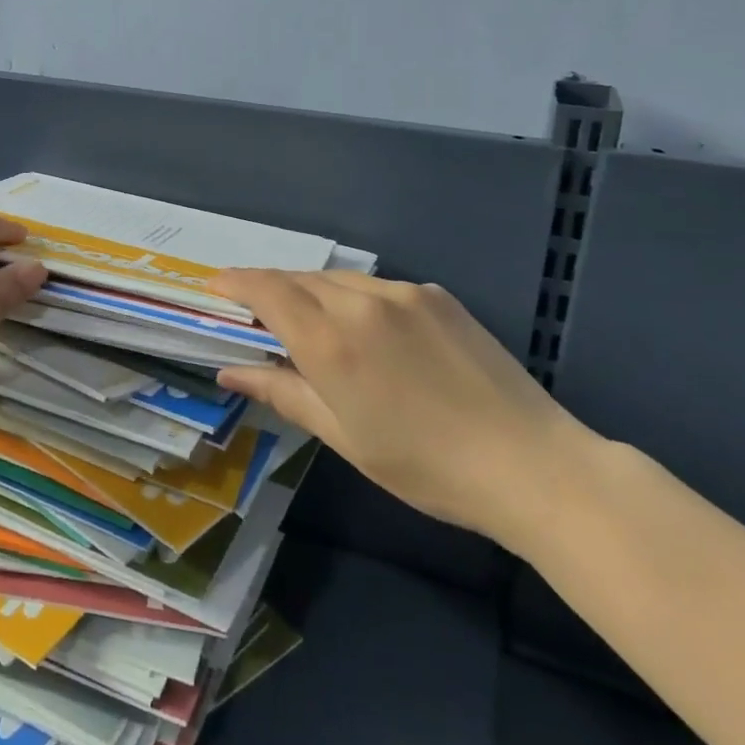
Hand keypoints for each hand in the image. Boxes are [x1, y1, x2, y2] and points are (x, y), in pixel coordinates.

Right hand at [212, 271, 591, 546]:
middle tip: (257, 313)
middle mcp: (361, 303)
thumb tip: (231, 372)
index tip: (214, 285)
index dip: (235, 282)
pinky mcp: (437, 296)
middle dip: (270, 289)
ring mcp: (404, 294)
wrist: (530, 463)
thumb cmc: (425, 465)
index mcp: (331, 342)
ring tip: (309, 322)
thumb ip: (283, 393)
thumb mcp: (344, 436)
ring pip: (338, 280)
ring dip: (312, 292)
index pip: (266, 291)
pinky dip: (354, 298)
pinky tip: (368, 331)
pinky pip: (378, 287)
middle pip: (298, 279)